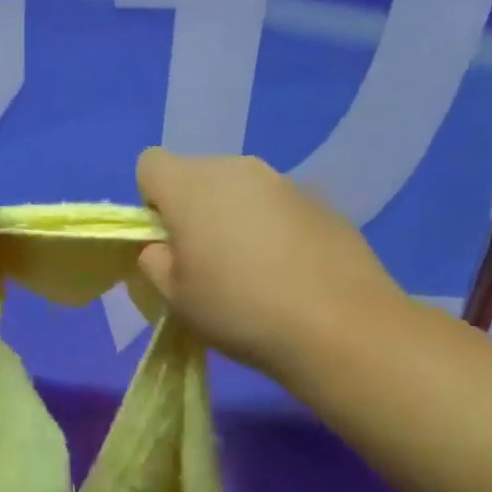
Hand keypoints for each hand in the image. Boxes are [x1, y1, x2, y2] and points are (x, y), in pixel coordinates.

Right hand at [134, 149, 406, 377]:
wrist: (341, 327)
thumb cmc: (239, 309)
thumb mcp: (174, 298)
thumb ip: (156, 261)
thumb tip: (165, 246)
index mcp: (191, 185)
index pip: (150, 164)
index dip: (150, 201)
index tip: (168, 241)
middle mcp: (237, 168)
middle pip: (197, 174)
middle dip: (193, 209)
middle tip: (207, 262)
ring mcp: (284, 182)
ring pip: (240, 190)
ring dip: (234, 218)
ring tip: (253, 271)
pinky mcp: (323, 202)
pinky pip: (278, 207)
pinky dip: (274, 229)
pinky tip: (290, 273)